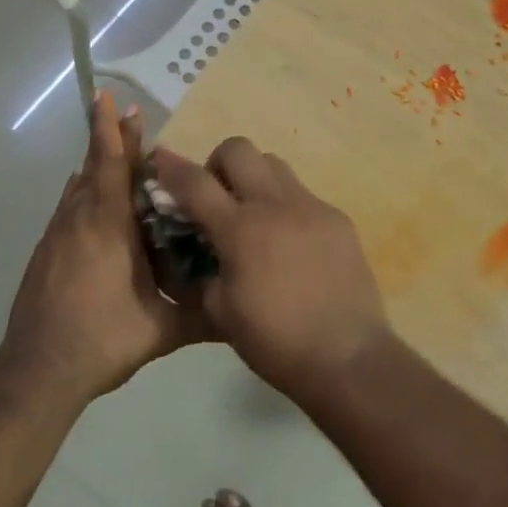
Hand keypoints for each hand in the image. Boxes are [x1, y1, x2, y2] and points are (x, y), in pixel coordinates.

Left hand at [0, 94, 202, 402]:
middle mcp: (79, 221)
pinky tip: (91, 204)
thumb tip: (243, 310)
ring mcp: (57, 237)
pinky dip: (82, 194)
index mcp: (108, 227)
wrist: (38, 371)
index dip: (117, 133)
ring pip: (77, 188)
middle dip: (109, 138)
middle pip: (94, 167)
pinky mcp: (45, 254)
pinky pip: (67, 209)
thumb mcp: (162, 329)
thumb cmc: (103, 340)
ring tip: (115, 154)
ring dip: (95, 166)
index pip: (113, 167)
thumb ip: (203, 316)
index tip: (117, 102)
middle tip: (123, 113)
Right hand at [150, 138, 390, 394]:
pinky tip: (290, 244)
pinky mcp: (338, 219)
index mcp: (240, 230)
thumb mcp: (220, 312)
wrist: (348, 357)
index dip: (171, 167)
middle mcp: (276, 205)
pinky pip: (304, 195)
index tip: (159, 159)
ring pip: (275, 164)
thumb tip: (197, 250)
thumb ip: (201, 272)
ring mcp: (312, 207)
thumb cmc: (276, 341)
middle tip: (217, 198)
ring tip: (255, 217)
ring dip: (254, 179)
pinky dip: (286, 206)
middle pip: (239, 148)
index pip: (195, 182)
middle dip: (218, 164)